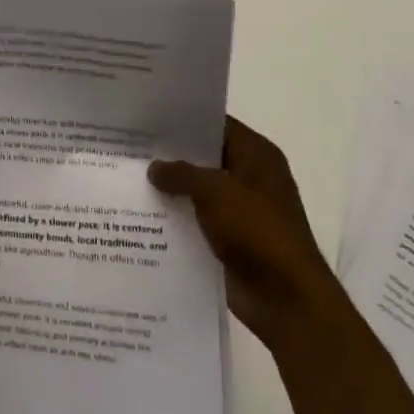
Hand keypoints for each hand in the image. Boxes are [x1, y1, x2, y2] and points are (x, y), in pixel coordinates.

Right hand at [150, 116, 343, 349]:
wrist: (286, 300)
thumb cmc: (258, 231)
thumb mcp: (215, 191)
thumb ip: (181, 173)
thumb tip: (154, 168)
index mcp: (256, 155)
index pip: (216, 124)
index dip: (183, 118)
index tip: (146, 114)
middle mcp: (250, 177)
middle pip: (204, 156)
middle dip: (170, 153)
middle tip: (127, 144)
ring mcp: (240, 210)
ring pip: (197, 189)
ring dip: (170, 188)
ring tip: (126, 175)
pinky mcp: (229, 239)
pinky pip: (196, 219)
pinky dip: (175, 216)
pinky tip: (141, 212)